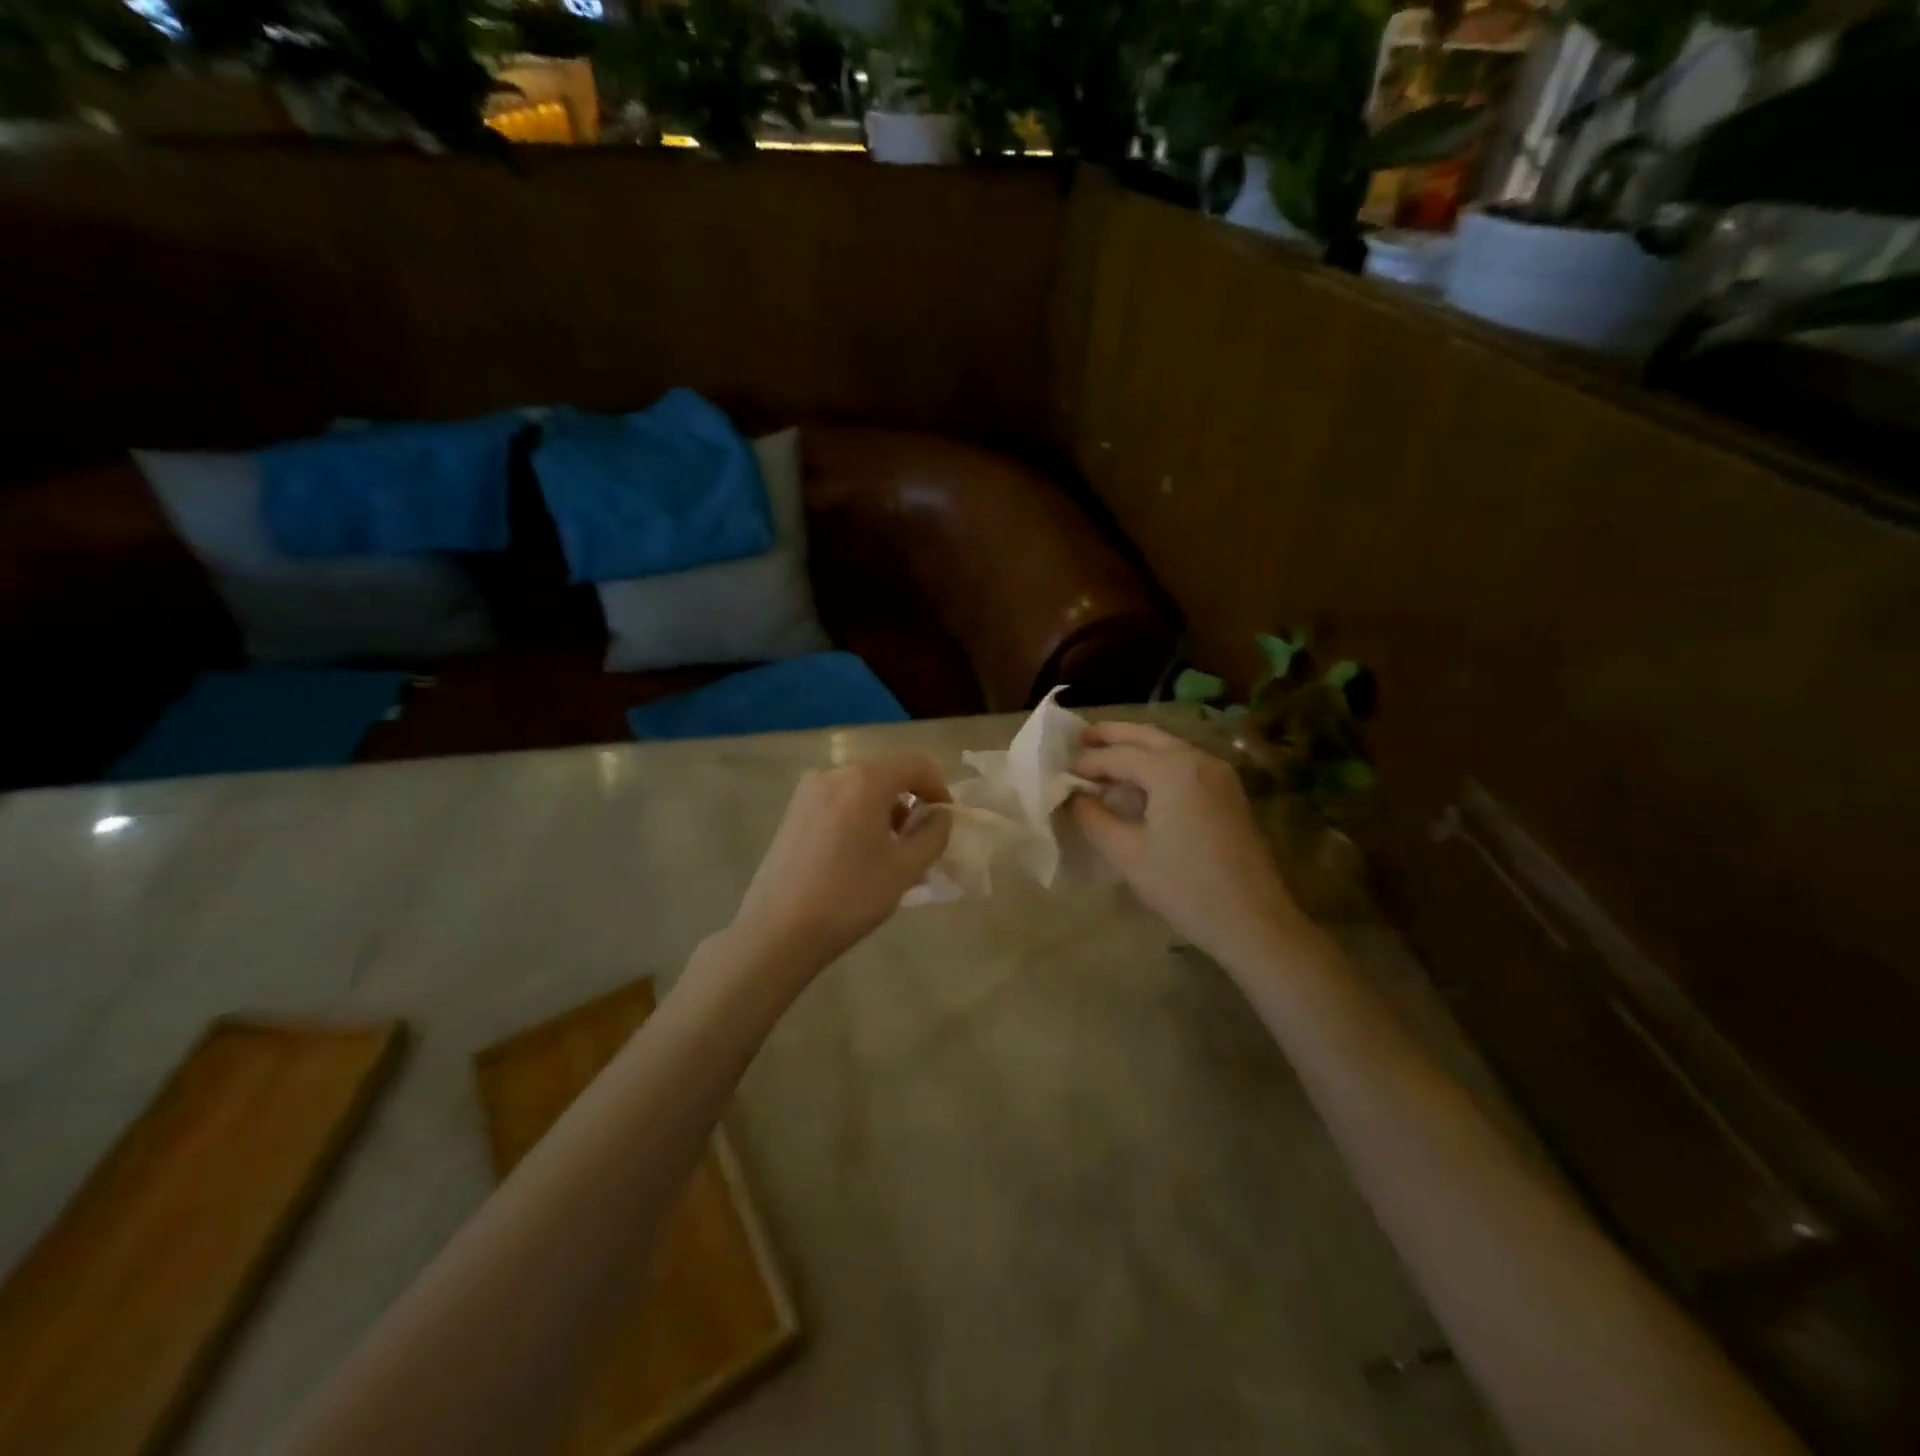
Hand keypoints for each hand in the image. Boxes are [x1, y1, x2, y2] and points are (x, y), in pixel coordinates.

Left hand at [730, 755, 952, 973]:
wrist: (779, 930)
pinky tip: (858, 855)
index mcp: (864, 780)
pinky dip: (859, 817)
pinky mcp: (792, 812)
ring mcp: (807, 792)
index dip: (938, 787)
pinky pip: (839, 802)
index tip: (946, 820)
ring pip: (861, 789)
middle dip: (910, 802)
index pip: (915, 764)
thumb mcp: (905, 868)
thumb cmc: (850, 896)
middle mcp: (833, 774)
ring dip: (884, 811)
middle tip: (920, 842)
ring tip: (890, 853)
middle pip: (886, 774)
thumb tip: (940, 815)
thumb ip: (933, 834)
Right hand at [1071, 722, 1299, 963]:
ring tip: (1104, 755)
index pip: (1118, 756)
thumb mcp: (1127, 854)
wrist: (1253, 922)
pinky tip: (1140, 780)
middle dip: (1111, 735)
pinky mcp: (1228, 792)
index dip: (1087, 763)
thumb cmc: (1185, 887)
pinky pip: (1185, 762)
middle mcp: (1199, 760)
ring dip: (1135, 746)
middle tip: (1079, 737)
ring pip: (1169, 746)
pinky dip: (1157, 761)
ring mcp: (1219, 774)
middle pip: (1147, 736)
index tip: (1060, 773)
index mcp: (1173, 770)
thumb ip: (1092, 817)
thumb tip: (1071, 795)